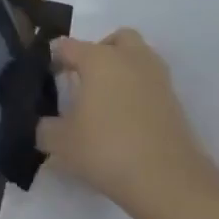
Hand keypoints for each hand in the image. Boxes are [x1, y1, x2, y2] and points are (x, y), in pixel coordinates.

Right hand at [38, 30, 218, 218]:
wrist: (167, 178)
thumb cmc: (107, 149)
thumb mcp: (62, 144)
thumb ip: (45, 129)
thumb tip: (44, 125)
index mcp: (98, 59)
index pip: (68, 46)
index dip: (54, 58)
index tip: (47, 76)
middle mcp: (129, 57)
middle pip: (114, 40)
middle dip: (99, 52)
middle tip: (86, 79)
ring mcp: (156, 76)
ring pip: (138, 57)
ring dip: (123, 69)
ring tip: (108, 100)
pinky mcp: (174, 98)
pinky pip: (151, 83)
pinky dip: (139, 92)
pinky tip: (128, 119)